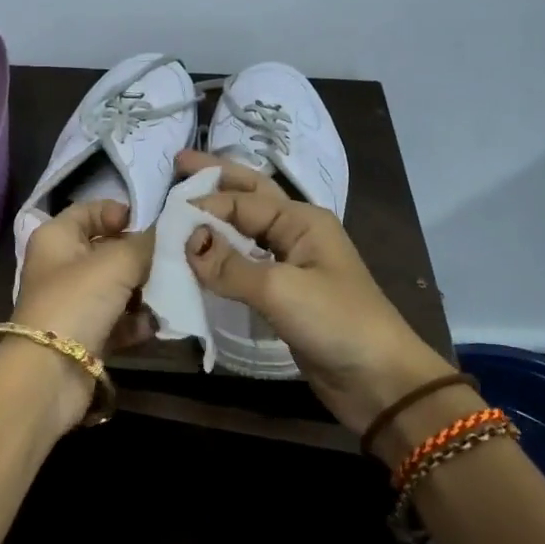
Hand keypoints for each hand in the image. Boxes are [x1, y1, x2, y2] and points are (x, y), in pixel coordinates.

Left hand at [11, 199, 157, 360]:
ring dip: (142, 292)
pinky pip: (117, 320)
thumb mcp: (117, 262)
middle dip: (140, 257)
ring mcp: (72, 303)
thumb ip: (145, 243)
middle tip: (171, 260)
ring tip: (168, 295)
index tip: (151, 224)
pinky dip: (135, 322)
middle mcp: (61, 266)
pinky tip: (153, 326)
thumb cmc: (77, 301)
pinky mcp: (84, 336)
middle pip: (107, 251)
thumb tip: (164, 233)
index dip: (119, 213)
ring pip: (116, 287)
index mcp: (56, 237)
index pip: (89, 211)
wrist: (49, 375)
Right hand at [178, 152, 454, 433]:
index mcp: (301, 220)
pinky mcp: (284, 294)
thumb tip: (187, 240)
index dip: (204, 205)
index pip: (241, 201)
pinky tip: (200, 258)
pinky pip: (245, 266)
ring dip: (216, 218)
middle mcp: (296, 233)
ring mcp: (291, 264)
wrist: (379, 380)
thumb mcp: (280, 290)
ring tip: (181, 207)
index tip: (165, 218)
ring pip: (245, 231)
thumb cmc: (336, 322)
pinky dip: (221, 258)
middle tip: (178, 162)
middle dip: (216, 179)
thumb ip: (230, 265)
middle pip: (249, 196)